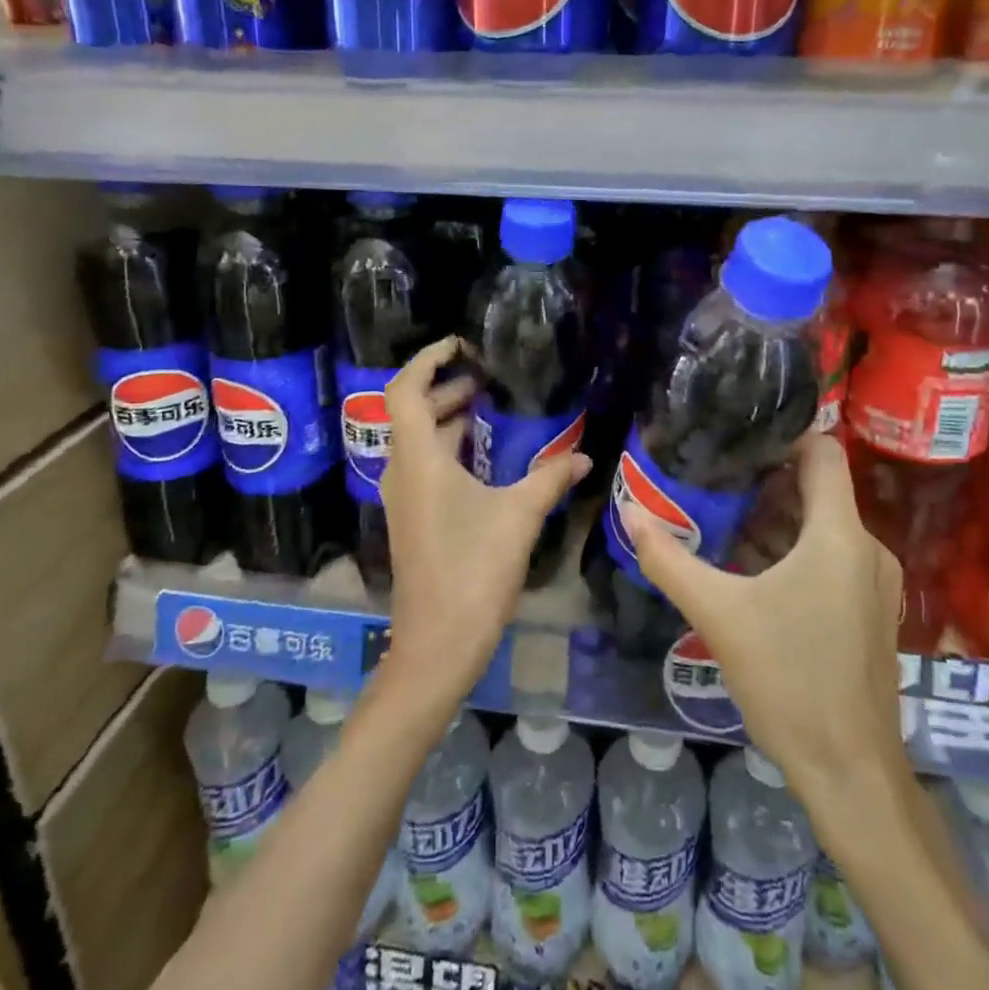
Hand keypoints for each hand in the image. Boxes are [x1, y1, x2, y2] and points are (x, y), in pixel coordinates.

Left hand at [379, 336, 591, 712]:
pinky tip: (482, 458)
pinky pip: (424, 465)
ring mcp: (404, 497)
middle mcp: (402, 470)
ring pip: (418, 441)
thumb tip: (586, 456)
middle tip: (483, 377)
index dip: (427, 360)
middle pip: (412, 412)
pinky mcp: (412, 518)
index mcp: (418, 458)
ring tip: (485, 407)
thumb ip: (551, 477)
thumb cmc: (473, 570)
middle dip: (444, 388)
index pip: (406, 390)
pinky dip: (448, 448)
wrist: (437, 644)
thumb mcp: (519, 515)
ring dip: (446, 419)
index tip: (459, 345)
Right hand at [618, 433, 905, 803]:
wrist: (852, 774)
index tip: (735, 442)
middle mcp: (866, 548)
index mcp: (839, 535)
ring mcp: (873, 582)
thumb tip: (629, 514)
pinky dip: (791, 549)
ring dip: (774, 518)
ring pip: (821, 524)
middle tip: (712, 479)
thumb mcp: (718, 616)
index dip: (782, 437)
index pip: (822, 452)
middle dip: (764, 480)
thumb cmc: (789, 682)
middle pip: (816, 488)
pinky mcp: (869, 610)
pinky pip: (830, 556)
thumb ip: (669, 561)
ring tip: (721, 518)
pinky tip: (748, 568)